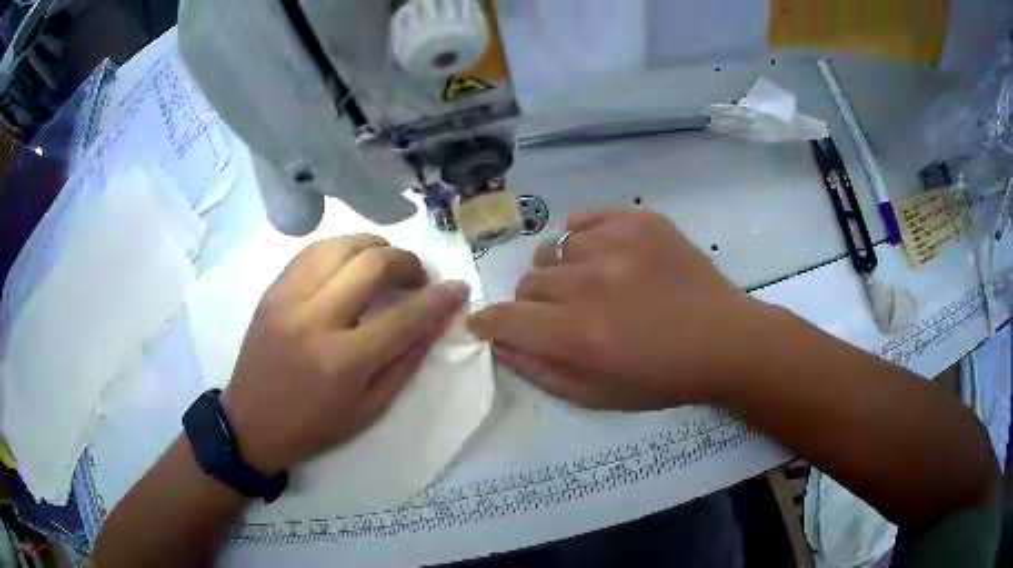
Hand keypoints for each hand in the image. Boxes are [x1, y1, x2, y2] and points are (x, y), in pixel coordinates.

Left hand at [221, 236, 469, 474]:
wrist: (251, 422)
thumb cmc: (314, 426)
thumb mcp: (370, 409)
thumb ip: (406, 362)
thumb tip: (437, 322)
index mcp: (342, 361)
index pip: (403, 316)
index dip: (439, 298)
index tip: (458, 288)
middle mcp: (314, 319)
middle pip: (372, 264)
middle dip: (408, 262)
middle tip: (418, 279)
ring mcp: (288, 298)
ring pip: (341, 245)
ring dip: (375, 248)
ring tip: (386, 266)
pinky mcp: (273, 289)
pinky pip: (313, 251)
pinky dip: (342, 250)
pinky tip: (351, 265)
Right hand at [467, 210, 770, 409]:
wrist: (724, 340)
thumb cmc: (662, 378)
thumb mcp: (597, 396)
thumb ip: (540, 371)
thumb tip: (498, 344)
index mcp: (579, 335)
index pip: (506, 318)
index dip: (488, 322)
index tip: (485, 324)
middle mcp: (590, 284)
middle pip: (529, 282)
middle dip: (534, 304)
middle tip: (563, 315)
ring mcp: (617, 244)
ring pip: (555, 251)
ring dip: (563, 273)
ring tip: (593, 287)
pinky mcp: (639, 221)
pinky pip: (584, 221)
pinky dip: (584, 240)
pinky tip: (604, 258)